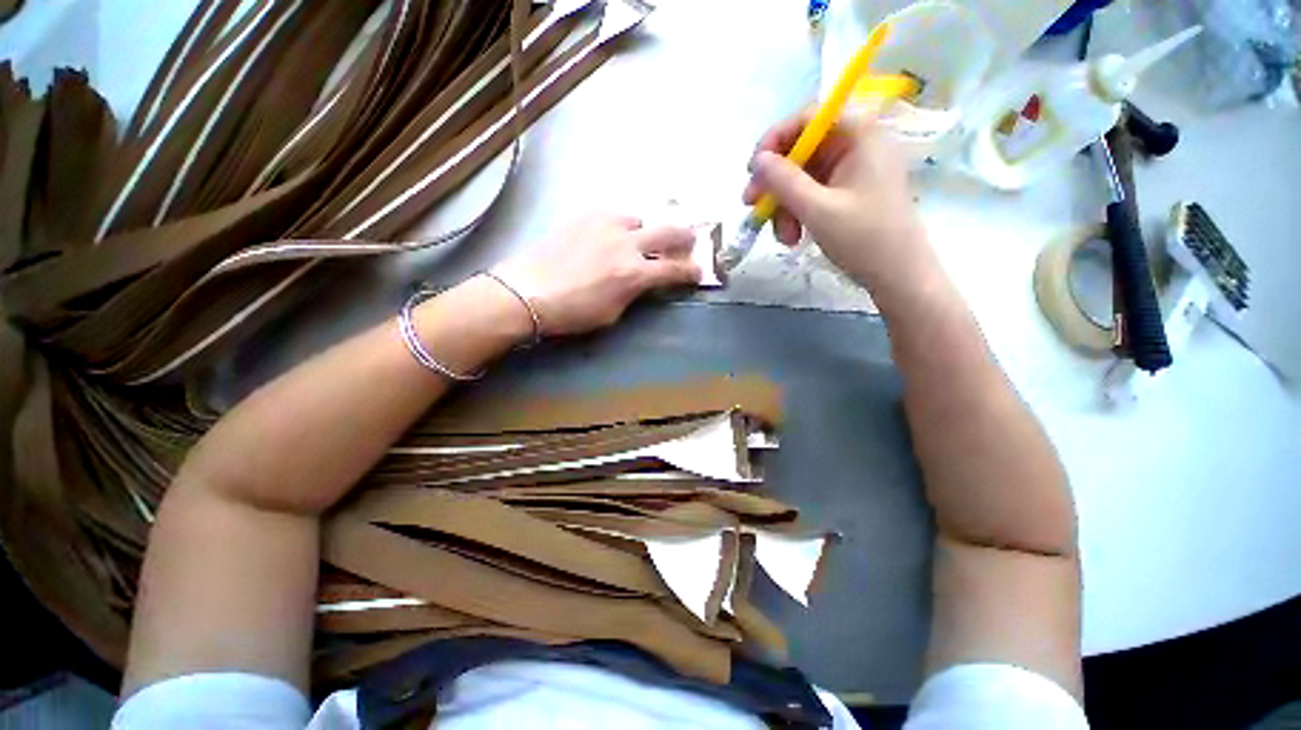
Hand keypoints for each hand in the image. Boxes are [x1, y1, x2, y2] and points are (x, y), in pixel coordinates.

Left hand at [493, 214, 700, 335]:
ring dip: (646, 232)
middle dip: (685, 238)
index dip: (692, 272)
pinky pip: (613, 215)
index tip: (699, 272)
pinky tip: (610, 236)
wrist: (526, 291)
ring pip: (640, 219)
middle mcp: (627, 243)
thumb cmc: (572, 312)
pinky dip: (620, 226)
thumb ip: (635, 293)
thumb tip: (644, 282)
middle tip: (689, 243)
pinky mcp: (585, 215)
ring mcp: (606, 224)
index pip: (676, 270)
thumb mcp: (613, 313)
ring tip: (638, 242)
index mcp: (635, 273)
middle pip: (669, 231)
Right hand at [742, 112, 938, 297]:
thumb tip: (757, 160)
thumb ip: (784, 182)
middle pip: (802, 151)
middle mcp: (856, 147)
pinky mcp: (847, 194)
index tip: (753, 168)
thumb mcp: (818, 210)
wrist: (898, 276)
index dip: (777, 138)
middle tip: (752, 205)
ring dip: (784, 206)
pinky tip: (793, 237)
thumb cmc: (864, 239)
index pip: (810, 118)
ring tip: (783, 237)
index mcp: (860, 137)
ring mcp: (852, 172)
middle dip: (775, 182)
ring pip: (802, 178)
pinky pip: (811, 195)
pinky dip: (797, 214)